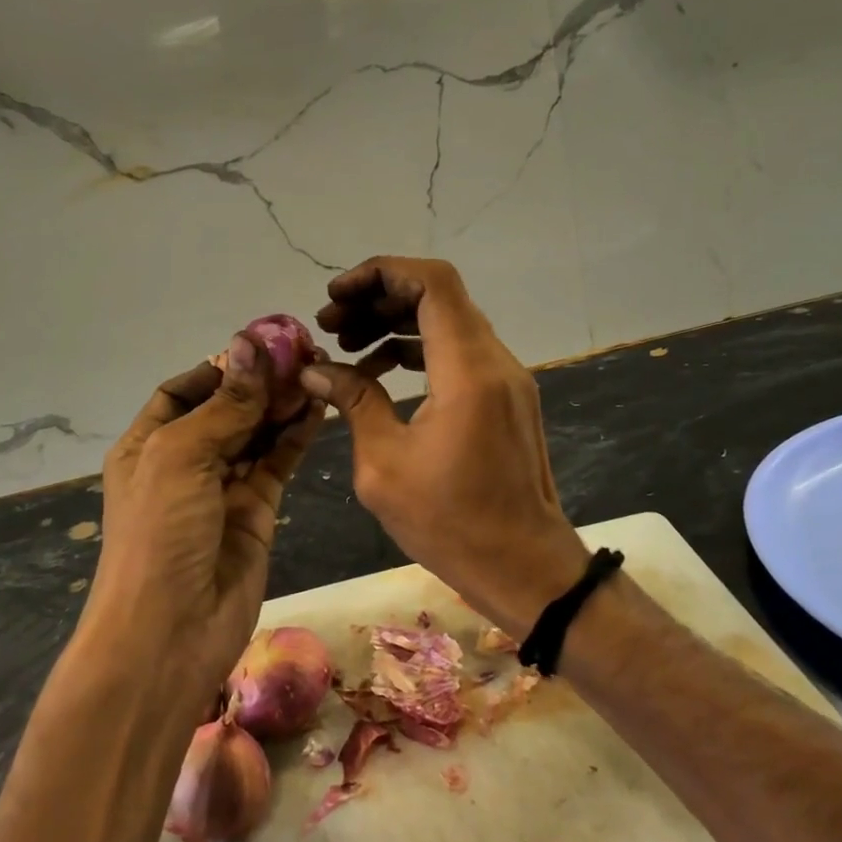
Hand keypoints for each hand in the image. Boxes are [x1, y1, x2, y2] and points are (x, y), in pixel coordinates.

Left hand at [85, 332, 321, 707]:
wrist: (171, 633)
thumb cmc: (159, 534)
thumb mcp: (182, 457)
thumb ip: (226, 404)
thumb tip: (252, 342)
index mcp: (148, 444)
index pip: (183, 391)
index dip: (220, 368)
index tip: (262, 345)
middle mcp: (185, 461)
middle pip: (226, 408)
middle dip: (260, 382)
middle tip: (302, 351)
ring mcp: (223, 486)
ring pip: (258, 432)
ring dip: (283, 403)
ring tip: (317, 370)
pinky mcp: (258, 509)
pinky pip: (279, 461)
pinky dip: (297, 434)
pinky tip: (318, 406)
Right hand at [301, 257, 587, 637]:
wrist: (525, 568)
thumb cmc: (451, 524)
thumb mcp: (384, 465)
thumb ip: (353, 402)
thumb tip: (316, 370)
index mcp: (467, 371)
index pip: (431, 284)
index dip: (380, 274)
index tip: (336, 297)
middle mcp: (495, 361)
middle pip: (439, 295)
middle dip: (379, 298)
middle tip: (332, 325)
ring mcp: (507, 378)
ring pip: (449, 321)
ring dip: (396, 323)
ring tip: (347, 347)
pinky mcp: (506, 397)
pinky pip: (459, 352)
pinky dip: (418, 349)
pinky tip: (380, 373)